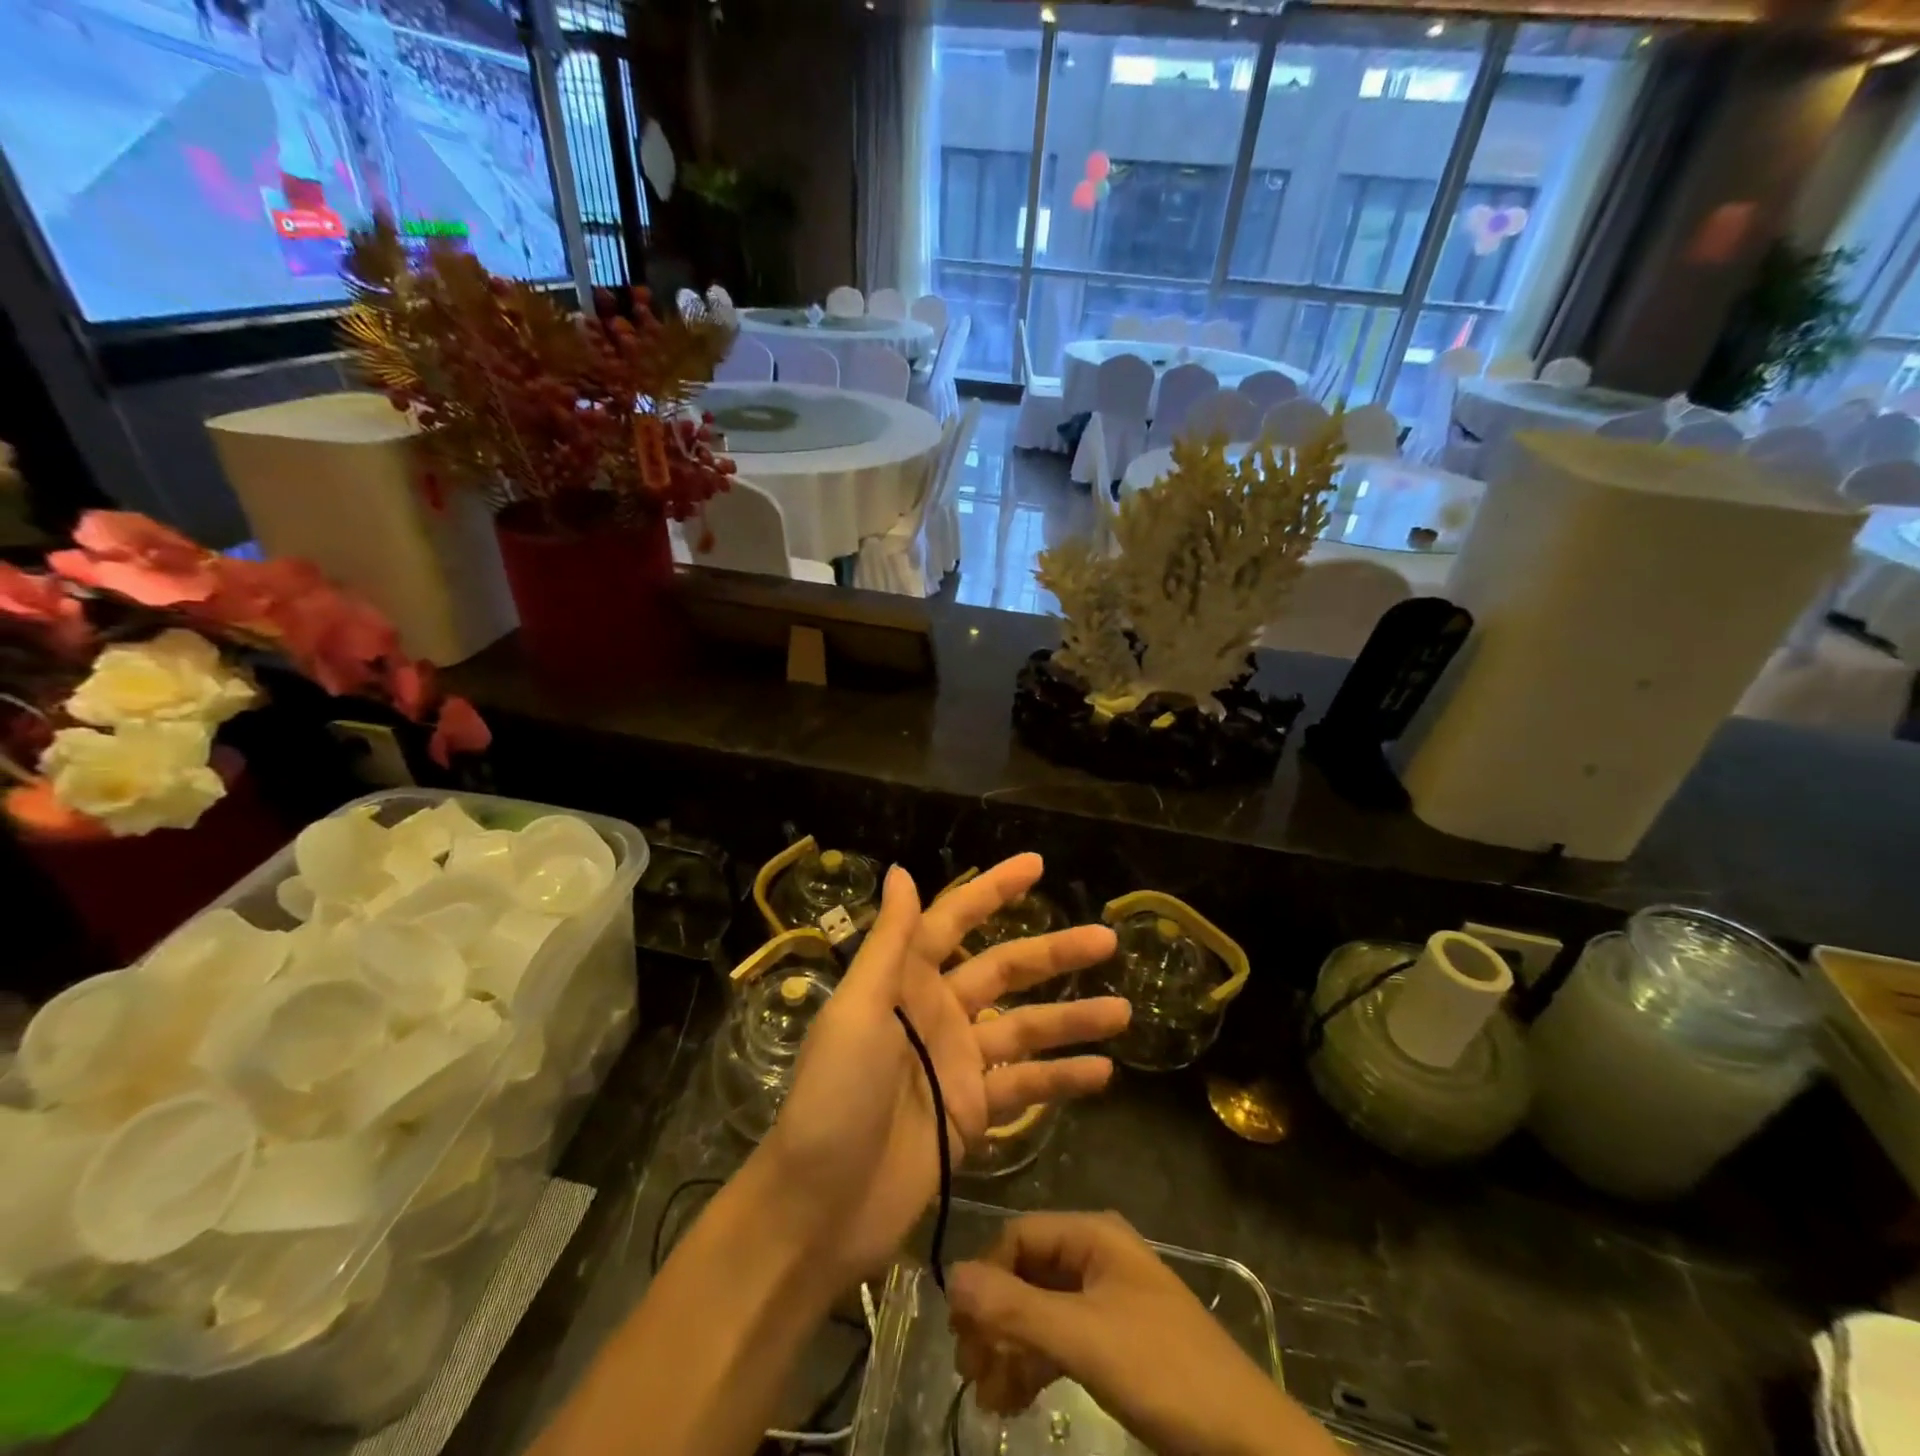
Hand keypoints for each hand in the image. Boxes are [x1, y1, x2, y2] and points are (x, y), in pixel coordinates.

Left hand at [757, 856, 1128, 1284]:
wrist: (820, 1208)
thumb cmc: (834, 1097)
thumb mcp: (857, 1010)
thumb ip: (888, 942)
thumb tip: (901, 871)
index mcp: (905, 979)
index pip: (954, 919)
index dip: (994, 890)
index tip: (1037, 865)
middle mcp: (937, 1012)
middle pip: (1005, 970)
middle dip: (1055, 953)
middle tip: (1107, 939)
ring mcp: (958, 1063)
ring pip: (1026, 1028)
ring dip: (1073, 1018)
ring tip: (1124, 1010)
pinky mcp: (972, 1112)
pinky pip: (1025, 1086)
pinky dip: (1061, 1078)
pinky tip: (1103, 1073)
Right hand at [948, 1213, 1341, 1455]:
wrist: (1248, 1443)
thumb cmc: (1164, 1372)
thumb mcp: (1084, 1339)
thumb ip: (1015, 1309)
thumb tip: (949, 1276)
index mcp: (1093, 1236)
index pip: (1019, 1237)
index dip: (985, 1278)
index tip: (960, 1331)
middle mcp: (1097, 1257)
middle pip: (1027, 1274)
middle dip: (994, 1320)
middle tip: (968, 1370)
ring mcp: (1107, 1301)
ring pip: (1040, 1311)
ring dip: (1009, 1349)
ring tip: (986, 1398)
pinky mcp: (1116, 1342)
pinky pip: (1060, 1340)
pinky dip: (1034, 1366)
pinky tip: (1011, 1401)